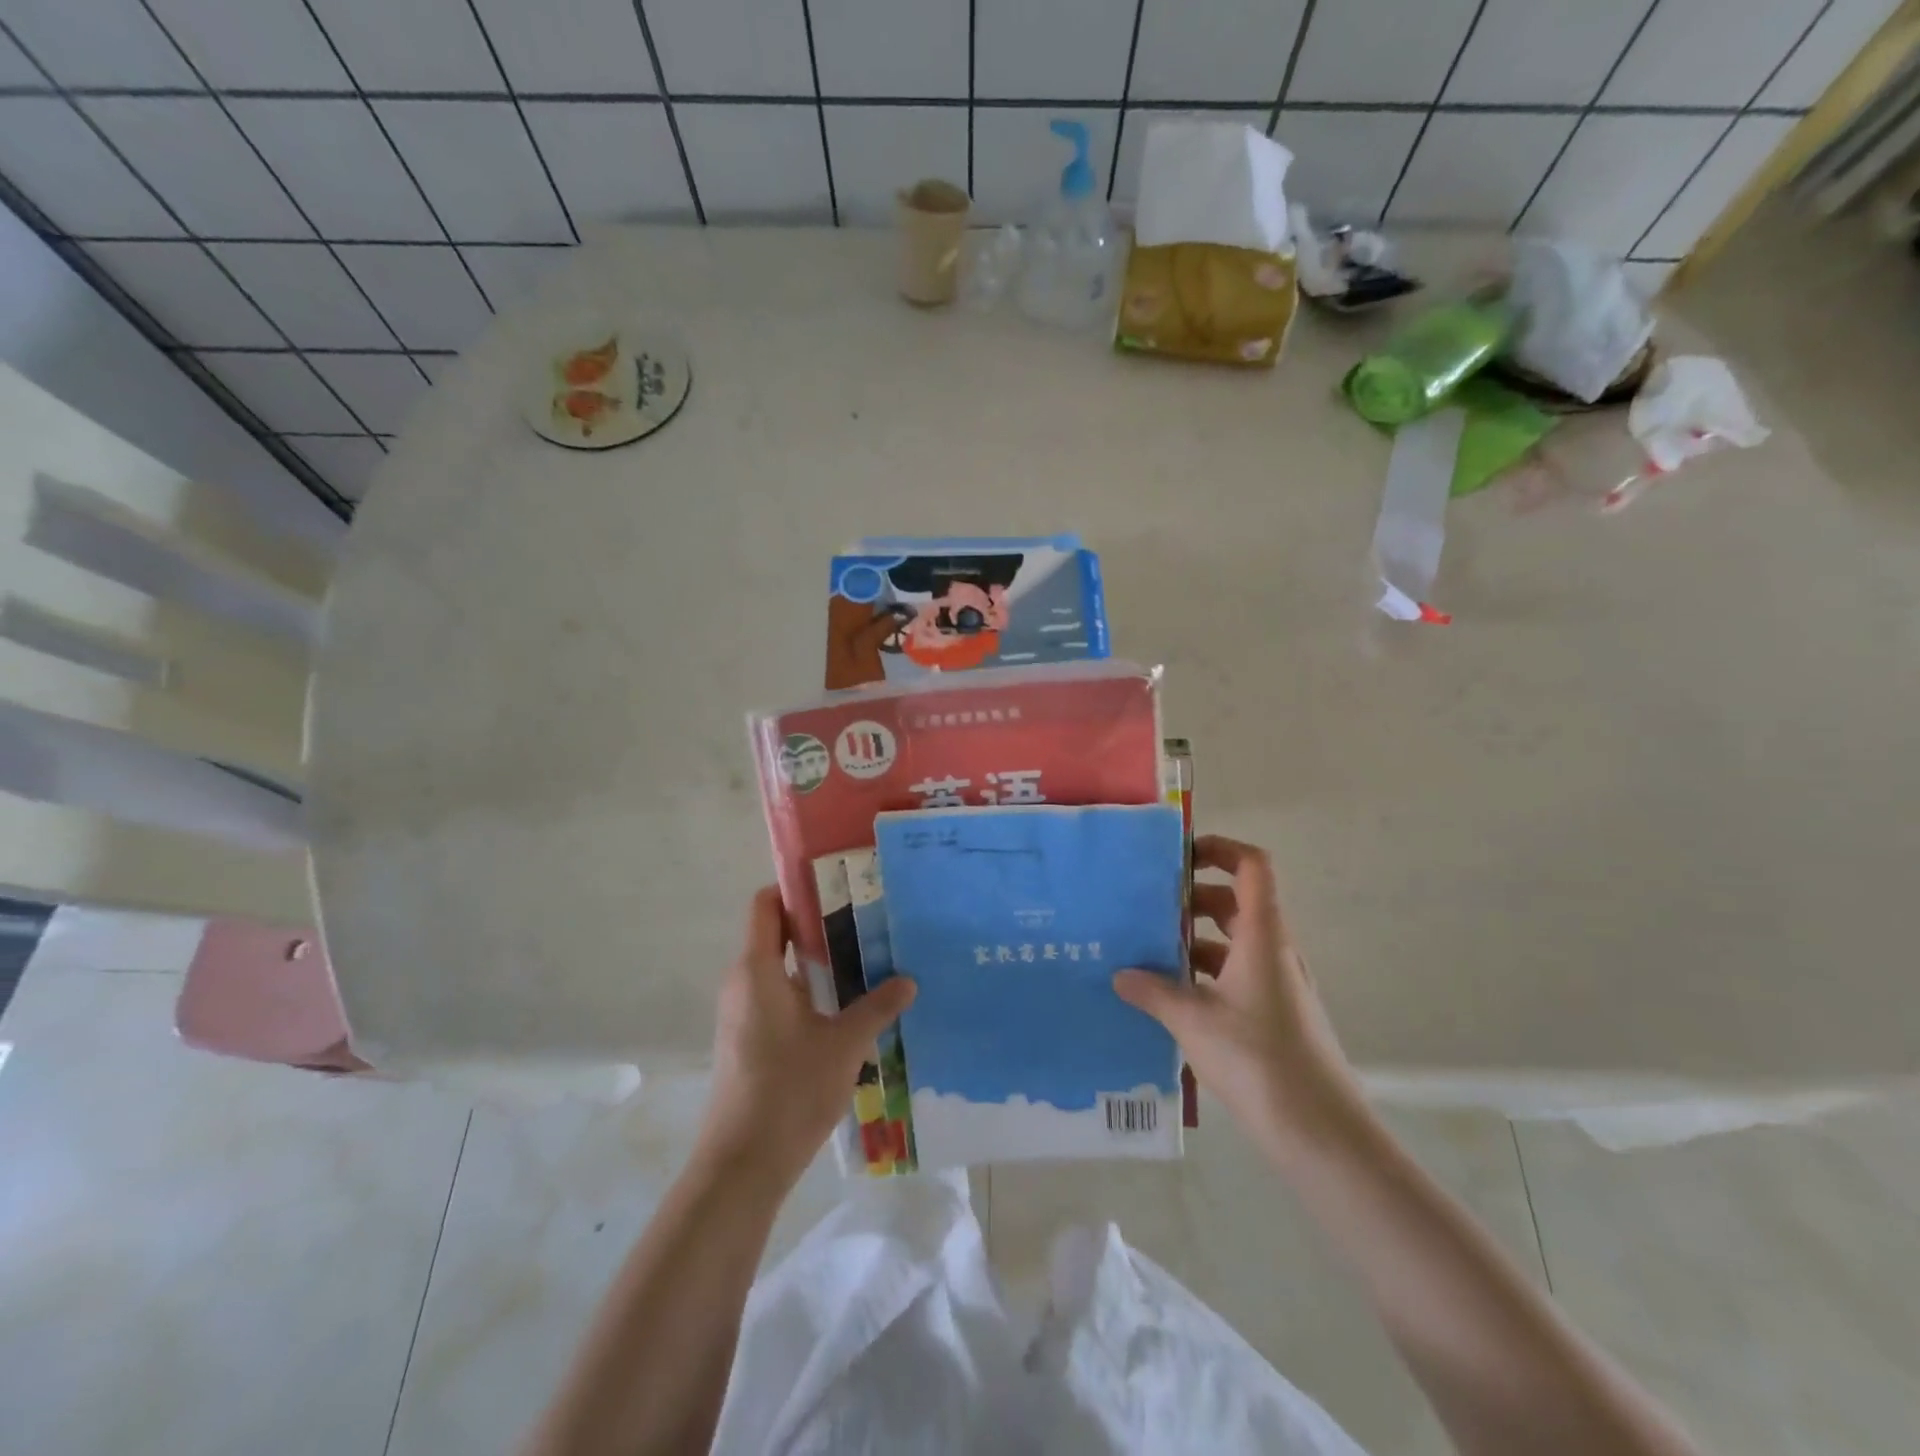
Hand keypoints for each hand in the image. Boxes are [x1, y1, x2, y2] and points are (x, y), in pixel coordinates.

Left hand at [698, 887, 915, 1193]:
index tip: (840, 887)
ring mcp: (743, 1014)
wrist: (741, 1168)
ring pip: (781, 970)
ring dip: (819, 963)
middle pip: (777, 935)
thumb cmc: (788, 1092)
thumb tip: (909, 980)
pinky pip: (779, 998)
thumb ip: (877, 1007)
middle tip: (869, 922)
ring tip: (868, 961)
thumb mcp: (844, 1045)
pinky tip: (848, 1008)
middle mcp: (743, 984)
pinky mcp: (749, 1041)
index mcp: (756, 970)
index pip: (765, 905)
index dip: (796, 890)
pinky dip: (810, 992)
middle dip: (820, 926)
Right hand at [1114, 836, 1368, 1162]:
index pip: (1252, 866)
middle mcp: (1273, 951)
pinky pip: (1234, 976)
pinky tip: (1170, 998)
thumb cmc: (1259, 1060)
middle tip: (1146, 907)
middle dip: (1191, 898)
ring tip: (1146, 951)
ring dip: (1194, 940)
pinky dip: (1204, 975)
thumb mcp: (1194, 1021)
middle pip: (1235, 902)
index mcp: (1262, 935)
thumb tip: (1119, 975)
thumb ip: (1154, 992)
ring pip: (1232, 942)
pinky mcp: (1274, 1016)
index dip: (1220, 848)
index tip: (1177, 856)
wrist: (1321, 1133)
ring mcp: (1276, 985)